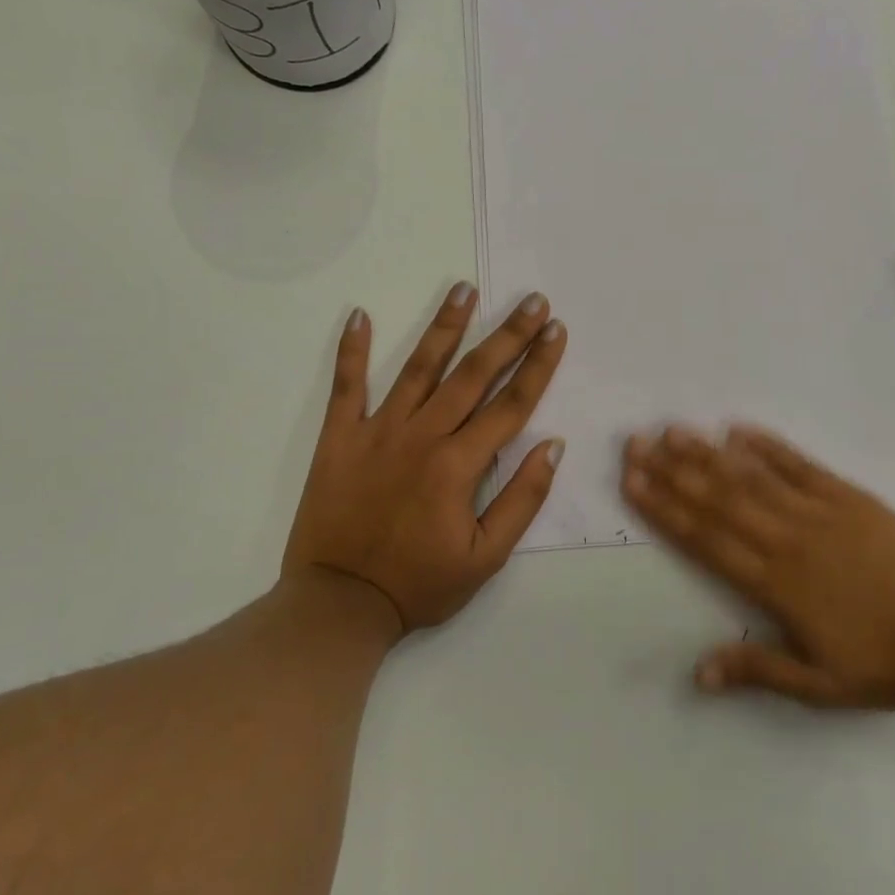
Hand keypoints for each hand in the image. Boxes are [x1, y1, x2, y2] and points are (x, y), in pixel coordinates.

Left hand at [284, 283, 567, 637]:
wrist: (338, 604)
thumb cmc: (420, 585)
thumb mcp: (486, 557)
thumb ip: (522, 499)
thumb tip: (551, 446)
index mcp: (460, 465)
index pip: (511, 405)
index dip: (538, 366)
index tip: (556, 331)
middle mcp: (422, 437)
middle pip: (473, 375)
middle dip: (507, 335)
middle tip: (531, 301)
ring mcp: (377, 432)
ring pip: (418, 368)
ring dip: (444, 326)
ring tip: (464, 290)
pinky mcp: (338, 438)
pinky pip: (346, 387)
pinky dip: (352, 351)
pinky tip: (360, 315)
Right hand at [622, 426, 894, 708]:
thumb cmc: (886, 664)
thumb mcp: (820, 685)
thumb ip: (757, 669)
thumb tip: (697, 672)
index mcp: (775, 584)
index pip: (705, 539)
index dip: (664, 509)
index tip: (633, 482)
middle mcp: (787, 539)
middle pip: (718, 500)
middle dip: (673, 471)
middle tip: (636, 443)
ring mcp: (819, 512)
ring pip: (752, 478)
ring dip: (709, 454)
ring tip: (673, 431)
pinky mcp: (849, 497)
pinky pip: (800, 466)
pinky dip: (769, 447)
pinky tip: (739, 430)